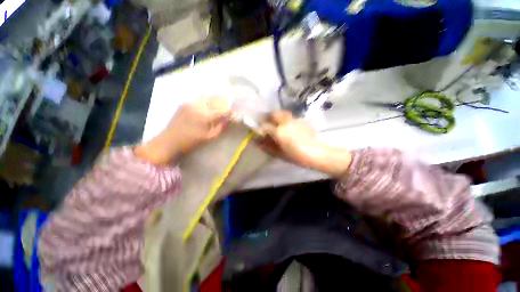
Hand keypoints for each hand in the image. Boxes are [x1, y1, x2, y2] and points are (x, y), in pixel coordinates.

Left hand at [135, 97, 230, 164]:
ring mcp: (190, 103)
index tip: (233, 113)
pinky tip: (207, 106)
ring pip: (207, 98)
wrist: (168, 141)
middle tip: (226, 109)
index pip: (222, 110)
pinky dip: (205, 101)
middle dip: (223, 104)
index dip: (229, 111)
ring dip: (214, 101)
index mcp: (205, 116)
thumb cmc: (191, 142)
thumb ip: (221, 127)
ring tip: (218, 107)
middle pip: (215, 100)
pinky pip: (198, 99)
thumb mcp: (209, 137)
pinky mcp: (184, 103)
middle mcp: (198, 106)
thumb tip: (228, 119)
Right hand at [259, 111, 351, 176]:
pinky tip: (287, 126)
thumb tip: (258, 143)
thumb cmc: (298, 156)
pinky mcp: (301, 120)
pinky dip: (285, 119)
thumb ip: (268, 147)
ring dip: (276, 116)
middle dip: (267, 117)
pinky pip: (290, 117)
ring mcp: (294, 120)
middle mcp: (285, 122)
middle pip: (273, 114)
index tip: (259, 133)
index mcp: (279, 132)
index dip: (260, 129)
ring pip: (282, 113)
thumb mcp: (280, 154)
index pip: (265, 126)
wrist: (318, 153)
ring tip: (275, 123)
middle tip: (265, 123)